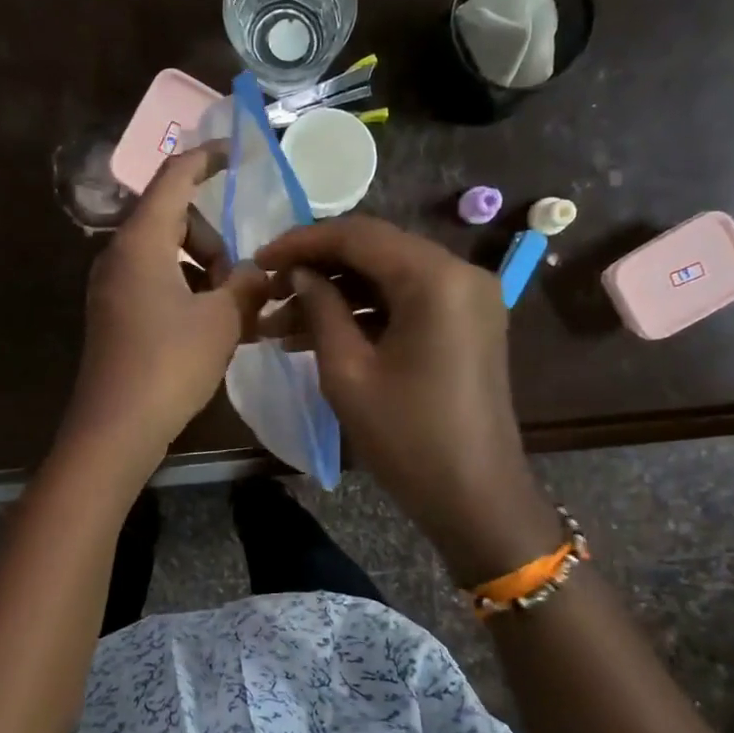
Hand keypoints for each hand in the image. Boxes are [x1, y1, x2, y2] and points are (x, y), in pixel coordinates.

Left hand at [64, 147, 270, 466]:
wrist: (116, 426)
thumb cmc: (170, 364)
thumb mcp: (222, 320)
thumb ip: (247, 284)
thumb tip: (260, 272)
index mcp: (141, 241)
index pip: (174, 177)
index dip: (207, 159)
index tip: (237, 154)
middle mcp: (119, 255)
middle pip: (173, 219)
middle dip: (213, 239)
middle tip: (240, 280)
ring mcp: (112, 287)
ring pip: (166, 255)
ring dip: (203, 271)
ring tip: (232, 310)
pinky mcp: (114, 315)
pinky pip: (155, 283)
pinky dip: (186, 292)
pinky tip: (210, 328)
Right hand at [255, 215, 558, 585]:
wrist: (475, 497)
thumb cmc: (408, 438)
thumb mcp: (348, 372)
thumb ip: (321, 309)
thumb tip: (299, 274)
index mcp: (435, 278)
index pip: (359, 235)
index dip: (302, 242)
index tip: (258, 260)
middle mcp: (460, 273)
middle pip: (375, 251)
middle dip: (317, 269)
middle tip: (267, 292)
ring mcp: (469, 298)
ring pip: (388, 277)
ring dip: (336, 295)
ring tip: (280, 323)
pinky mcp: (466, 323)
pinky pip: (407, 302)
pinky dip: (365, 313)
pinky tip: (318, 334)